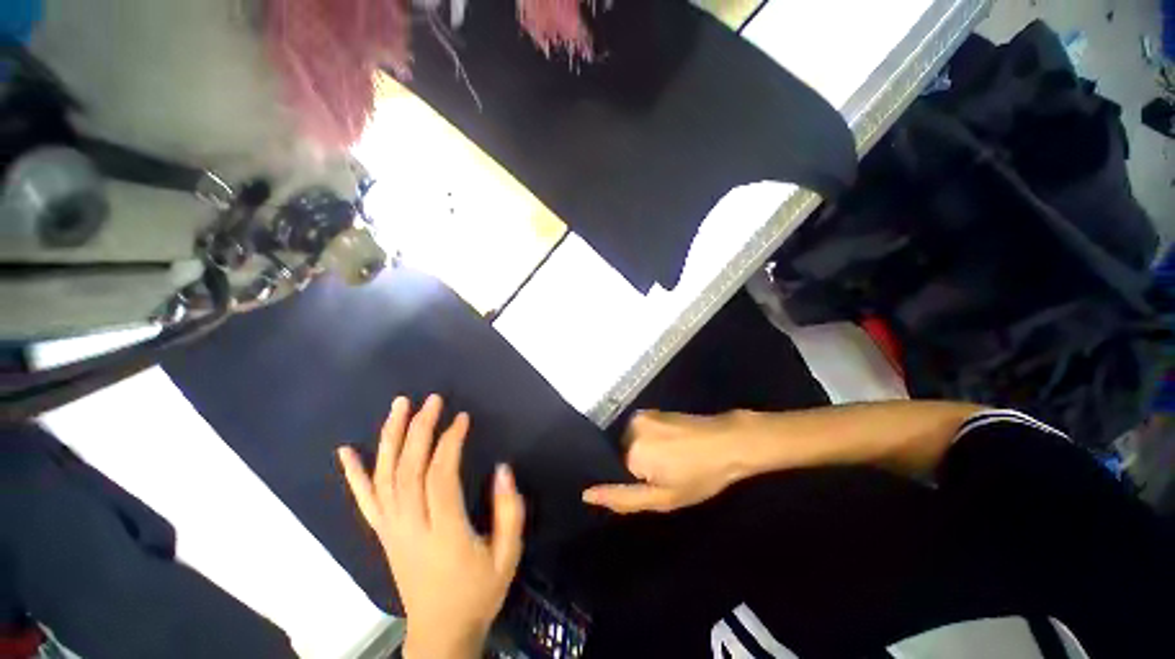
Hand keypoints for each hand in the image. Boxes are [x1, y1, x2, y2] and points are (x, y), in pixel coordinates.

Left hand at [337, 395, 525, 658]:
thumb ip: (509, 511)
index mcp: (444, 532)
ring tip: (399, 405)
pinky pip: (365, 501)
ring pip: (385, 477)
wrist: (440, 632)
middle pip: (409, 469)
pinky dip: (354, 475)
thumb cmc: (478, 592)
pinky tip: (345, 451)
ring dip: (390, 437)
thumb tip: (503, 469)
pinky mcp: (383, 534)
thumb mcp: (507, 555)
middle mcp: (411, 526)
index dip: (450, 442)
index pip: (440, 476)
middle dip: (420, 429)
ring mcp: (391, 529)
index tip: (462, 418)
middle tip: (432, 400)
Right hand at [581, 410, 754, 513]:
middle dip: (636, 468)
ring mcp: (641, 415)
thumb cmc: (700, 475)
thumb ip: (623, 498)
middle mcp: (630, 426)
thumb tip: (586, 494)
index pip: (613, 473)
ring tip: (670, 462)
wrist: (728, 442)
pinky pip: (639, 432)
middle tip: (664, 477)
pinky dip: (649, 442)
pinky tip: (671, 448)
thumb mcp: (664, 497)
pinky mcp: (652, 411)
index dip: (631, 483)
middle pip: (620, 456)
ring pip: (630, 444)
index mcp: (631, 449)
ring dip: (642, 455)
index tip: (651, 487)